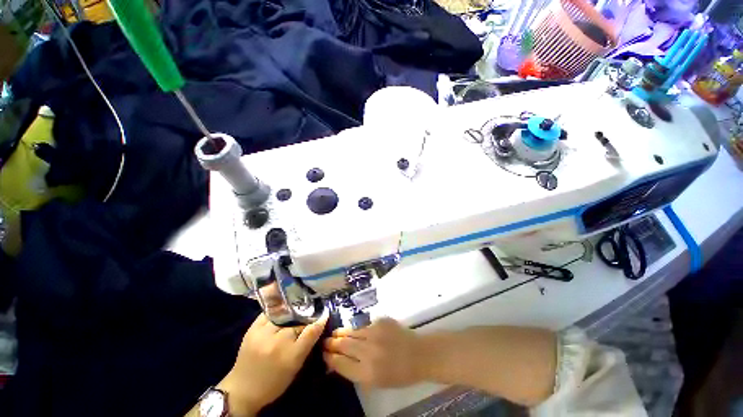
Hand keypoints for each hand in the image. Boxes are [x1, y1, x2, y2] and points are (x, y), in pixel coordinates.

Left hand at [217, 313, 327, 415]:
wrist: (242, 389)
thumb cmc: (273, 382)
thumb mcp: (295, 367)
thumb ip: (307, 345)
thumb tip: (318, 324)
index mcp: (291, 356)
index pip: (311, 331)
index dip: (320, 320)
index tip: (325, 313)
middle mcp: (278, 343)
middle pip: (298, 322)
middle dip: (305, 319)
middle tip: (308, 316)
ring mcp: (264, 334)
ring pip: (285, 315)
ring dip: (292, 314)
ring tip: (295, 312)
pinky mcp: (253, 329)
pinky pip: (270, 313)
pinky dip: (278, 311)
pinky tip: (281, 311)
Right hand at [323, 318, 423, 387]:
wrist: (418, 354)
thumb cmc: (399, 374)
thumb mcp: (376, 381)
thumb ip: (356, 371)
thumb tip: (339, 361)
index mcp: (367, 373)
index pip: (341, 363)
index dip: (330, 358)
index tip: (324, 354)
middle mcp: (369, 352)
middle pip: (343, 345)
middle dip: (332, 343)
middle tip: (324, 341)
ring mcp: (375, 333)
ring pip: (352, 331)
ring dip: (341, 332)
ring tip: (334, 333)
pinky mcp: (380, 321)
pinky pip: (363, 324)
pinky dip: (356, 328)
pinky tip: (353, 329)